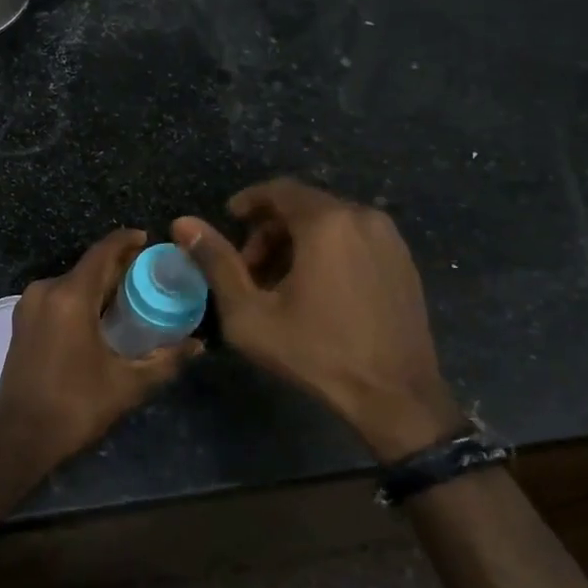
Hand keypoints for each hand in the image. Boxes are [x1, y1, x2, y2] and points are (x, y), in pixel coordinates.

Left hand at [0, 228, 201, 462]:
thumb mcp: (127, 384)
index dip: (128, 241)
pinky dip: (81, 297)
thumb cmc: (75, 406)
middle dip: (118, 266)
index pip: (103, 252)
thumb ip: (165, 360)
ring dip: (99, 283)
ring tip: (131, 295)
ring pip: (72, 281)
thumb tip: (198, 345)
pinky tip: (100, 315)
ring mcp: (29, 304)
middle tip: (150, 274)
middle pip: (88, 266)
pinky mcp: (22, 320)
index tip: (150, 240)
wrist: (19, 436)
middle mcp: (46, 290)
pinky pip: (58, 296)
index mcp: (70, 296)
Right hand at [176, 179, 462, 459]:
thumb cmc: (316, 352)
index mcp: (327, 222)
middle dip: (270, 230)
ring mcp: (390, 239)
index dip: (248, 202)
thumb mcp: (250, 312)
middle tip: (249, 268)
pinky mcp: (403, 261)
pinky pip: (355, 239)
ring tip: (279, 284)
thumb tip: (183, 223)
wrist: (396, 396)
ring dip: (298, 242)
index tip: (229, 222)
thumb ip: (216, 262)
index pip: (279, 190)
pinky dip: (328, 251)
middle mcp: (363, 217)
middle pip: (304, 206)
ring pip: (331, 222)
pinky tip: (316, 291)